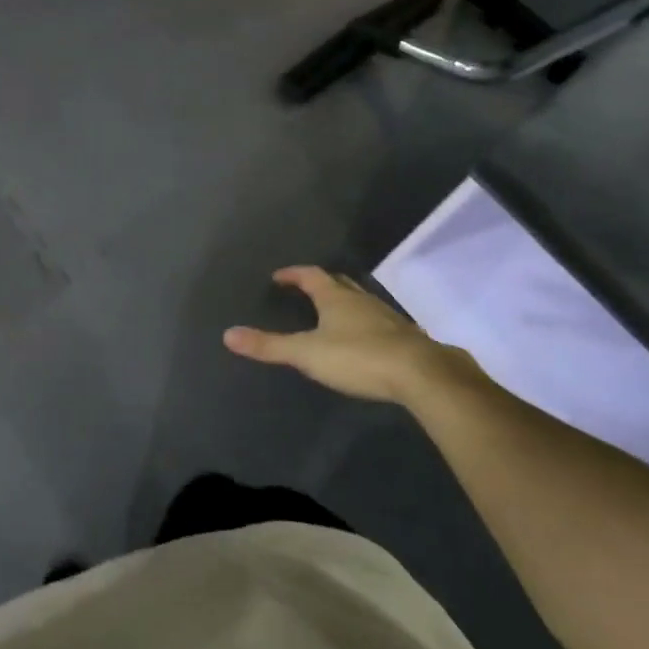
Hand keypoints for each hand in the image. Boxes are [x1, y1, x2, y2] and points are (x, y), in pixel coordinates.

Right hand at [224, 266, 483, 405]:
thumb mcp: (307, 353)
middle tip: (304, 289)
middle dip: (320, 283)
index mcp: (335, 297)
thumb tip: (228, 334)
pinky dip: (365, 324)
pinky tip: (364, 340)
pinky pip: (378, 322)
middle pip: (338, 283)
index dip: (293, 274)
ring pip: (360, 301)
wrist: (421, 374)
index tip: (278, 277)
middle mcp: (361, 300)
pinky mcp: (404, 338)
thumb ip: (269, 346)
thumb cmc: (358, 357)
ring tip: (331, 312)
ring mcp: (386, 317)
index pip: (311, 275)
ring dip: (344, 302)